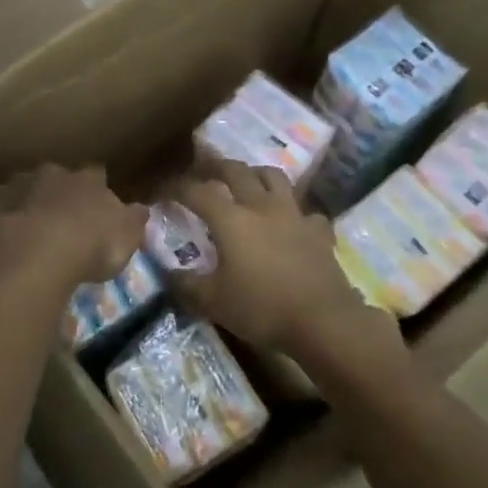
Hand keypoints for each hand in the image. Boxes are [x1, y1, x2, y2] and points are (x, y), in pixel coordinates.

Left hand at [0, 165, 146, 297]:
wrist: (33, 256)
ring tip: (29, 229)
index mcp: (88, 180)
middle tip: (61, 219)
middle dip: (58, 193)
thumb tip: (140, 208)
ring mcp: (17, 185)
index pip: (97, 174)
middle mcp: (52, 174)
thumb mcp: (126, 239)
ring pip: (24, 187)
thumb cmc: (88, 247)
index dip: (97, 189)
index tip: (97, 206)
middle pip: (57, 177)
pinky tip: (1, 232)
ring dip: (27, 202)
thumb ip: (133, 221)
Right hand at [175, 161, 400, 370]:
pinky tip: (291, 224)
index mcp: (231, 220)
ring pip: (274, 178)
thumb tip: (167, 271)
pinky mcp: (319, 232)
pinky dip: (294, 213)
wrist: (323, 321)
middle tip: (204, 169)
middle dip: (216, 166)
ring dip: (256, 174)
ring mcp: (294, 215)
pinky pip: (305, 212)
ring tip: (248, 181)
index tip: (164, 191)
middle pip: (236, 171)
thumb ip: (186, 284)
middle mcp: (261, 207)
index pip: (198, 192)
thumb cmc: (262, 308)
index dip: (177, 188)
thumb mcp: (213, 302)